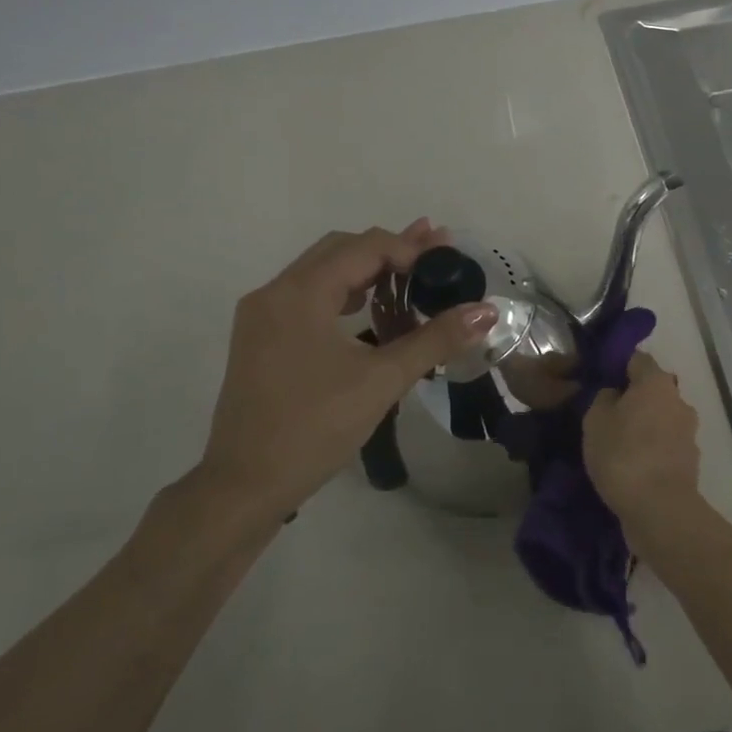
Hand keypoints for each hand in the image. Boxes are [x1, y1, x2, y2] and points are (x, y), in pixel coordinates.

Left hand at [169, 222, 495, 544]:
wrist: (245, 485)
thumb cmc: (316, 427)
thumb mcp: (383, 380)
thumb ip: (435, 339)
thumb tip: (487, 311)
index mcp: (301, 293)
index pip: (365, 247)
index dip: (410, 248)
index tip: (448, 261)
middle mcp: (275, 292)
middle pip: (340, 250)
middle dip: (390, 249)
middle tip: (435, 256)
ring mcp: (261, 316)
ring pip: (321, 272)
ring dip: (366, 269)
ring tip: (410, 275)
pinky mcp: (259, 339)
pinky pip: (306, 297)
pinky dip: (342, 292)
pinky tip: (368, 309)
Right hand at [583, 351, 701, 523]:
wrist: (659, 509)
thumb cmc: (623, 455)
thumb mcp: (595, 420)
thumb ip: (603, 398)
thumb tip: (615, 393)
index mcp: (656, 382)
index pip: (637, 359)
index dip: (618, 365)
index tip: (600, 379)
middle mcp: (679, 400)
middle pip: (653, 390)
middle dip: (633, 398)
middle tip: (606, 414)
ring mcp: (689, 432)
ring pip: (661, 418)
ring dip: (644, 426)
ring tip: (618, 444)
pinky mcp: (690, 460)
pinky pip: (666, 445)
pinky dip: (652, 450)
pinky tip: (633, 465)